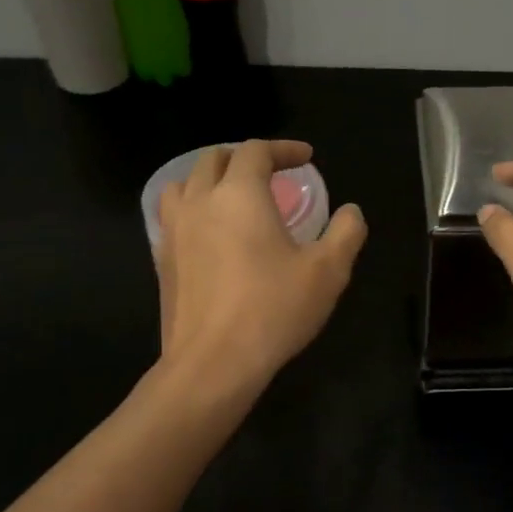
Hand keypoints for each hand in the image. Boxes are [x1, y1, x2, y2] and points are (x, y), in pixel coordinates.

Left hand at [155, 140, 366, 388]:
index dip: (283, 149)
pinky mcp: (161, 260)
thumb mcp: (328, 271)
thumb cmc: (273, 310)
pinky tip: (211, 234)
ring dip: (211, 179)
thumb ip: (346, 232)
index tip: (306, 158)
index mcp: (239, 195)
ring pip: (184, 184)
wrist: (213, 363)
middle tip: (272, 173)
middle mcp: (200, 202)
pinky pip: (173, 216)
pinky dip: (194, 209)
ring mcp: (173, 231)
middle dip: (245, 157)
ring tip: (233, 196)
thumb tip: (351, 212)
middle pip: (214, 158)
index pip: (255, 151)